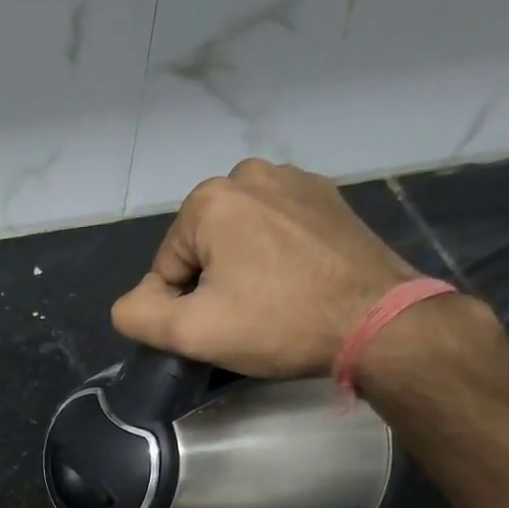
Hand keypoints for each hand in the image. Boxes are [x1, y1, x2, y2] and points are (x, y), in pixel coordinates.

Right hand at [111, 159, 421, 377]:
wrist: (376, 321)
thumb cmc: (278, 324)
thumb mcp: (191, 333)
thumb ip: (137, 315)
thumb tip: (132, 303)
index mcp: (210, 200)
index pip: (165, 267)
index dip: (180, 306)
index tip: (216, 327)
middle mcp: (249, 174)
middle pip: (200, 247)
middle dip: (211, 283)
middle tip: (243, 318)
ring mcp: (294, 180)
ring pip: (237, 237)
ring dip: (241, 269)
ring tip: (271, 302)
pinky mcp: (327, 196)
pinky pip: (275, 228)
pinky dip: (274, 256)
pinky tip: (295, 283)